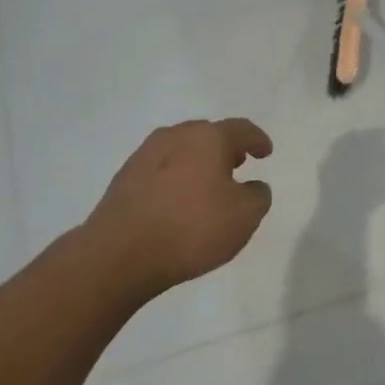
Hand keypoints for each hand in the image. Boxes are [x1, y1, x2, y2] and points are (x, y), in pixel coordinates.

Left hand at [85, 119, 273, 298]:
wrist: (118, 255)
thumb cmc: (191, 229)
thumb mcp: (245, 217)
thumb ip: (258, 196)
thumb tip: (253, 186)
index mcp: (208, 138)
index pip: (241, 129)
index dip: (257, 140)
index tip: (266, 152)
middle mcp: (176, 136)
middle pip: (208, 134)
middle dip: (225, 148)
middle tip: (237, 165)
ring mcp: (145, 155)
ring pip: (181, 150)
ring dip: (198, 162)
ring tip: (207, 185)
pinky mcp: (124, 179)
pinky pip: (160, 169)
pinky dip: (175, 178)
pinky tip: (177, 201)